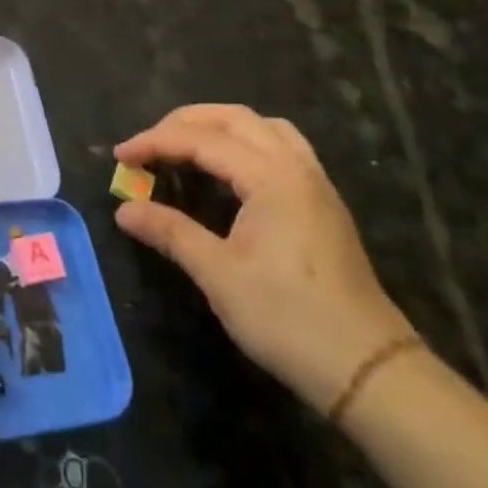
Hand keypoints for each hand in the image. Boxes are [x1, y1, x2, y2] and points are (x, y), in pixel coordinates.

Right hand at [114, 104, 415, 413]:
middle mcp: (296, 166)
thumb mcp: (219, 275)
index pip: (201, 140)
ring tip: (185, 147)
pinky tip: (229, 171)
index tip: (119, 156)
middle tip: (148, 145)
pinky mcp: (322, 203)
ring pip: (263, 128)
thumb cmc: (288, 318)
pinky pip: (281, 148)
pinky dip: (246, 143)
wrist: (367, 368)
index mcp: (271, 177)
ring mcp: (315, 183)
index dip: (155, 142)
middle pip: (234, 118)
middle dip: (184, 122)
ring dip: (219, 126)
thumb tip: (125, 210)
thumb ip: (170, 232)